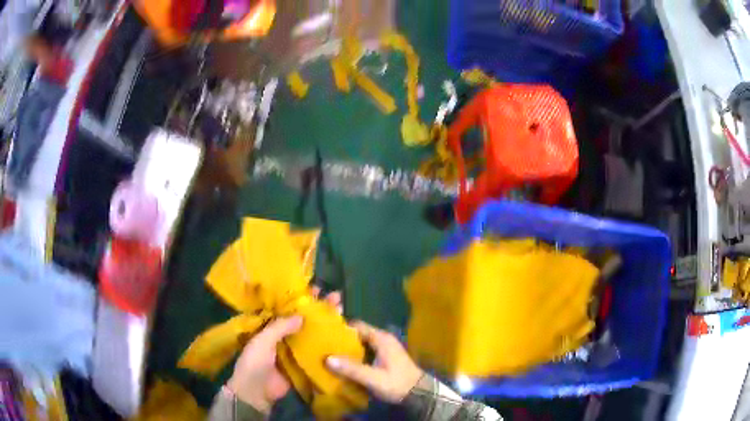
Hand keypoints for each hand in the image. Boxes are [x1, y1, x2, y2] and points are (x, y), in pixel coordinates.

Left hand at [227, 288, 341, 412]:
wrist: (256, 392)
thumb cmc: (254, 363)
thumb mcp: (262, 341)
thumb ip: (280, 327)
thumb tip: (302, 315)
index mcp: (268, 326)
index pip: (286, 307)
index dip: (300, 297)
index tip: (316, 288)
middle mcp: (282, 334)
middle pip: (302, 318)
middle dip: (318, 308)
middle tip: (336, 298)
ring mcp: (293, 349)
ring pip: (310, 333)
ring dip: (325, 323)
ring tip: (342, 311)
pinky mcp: (302, 363)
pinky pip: (315, 351)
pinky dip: (326, 344)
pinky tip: (340, 336)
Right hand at [326, 321, 423, 403]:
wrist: (419, 393)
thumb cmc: (397, 383)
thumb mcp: (373, 378)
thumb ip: (351, 369)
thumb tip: (327, 359)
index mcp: (381, 338)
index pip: (357, 326)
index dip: (340, 328)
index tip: (323, 334)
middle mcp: (383, 339)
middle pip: (358, 334)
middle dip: (342, 339)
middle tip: (323, 346)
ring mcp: (385, 348)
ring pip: (361, 343)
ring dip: (348, 348)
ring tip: (329, 354)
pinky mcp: (385, 357)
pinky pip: (366, 351)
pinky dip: (355, 355)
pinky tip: (344, 363)